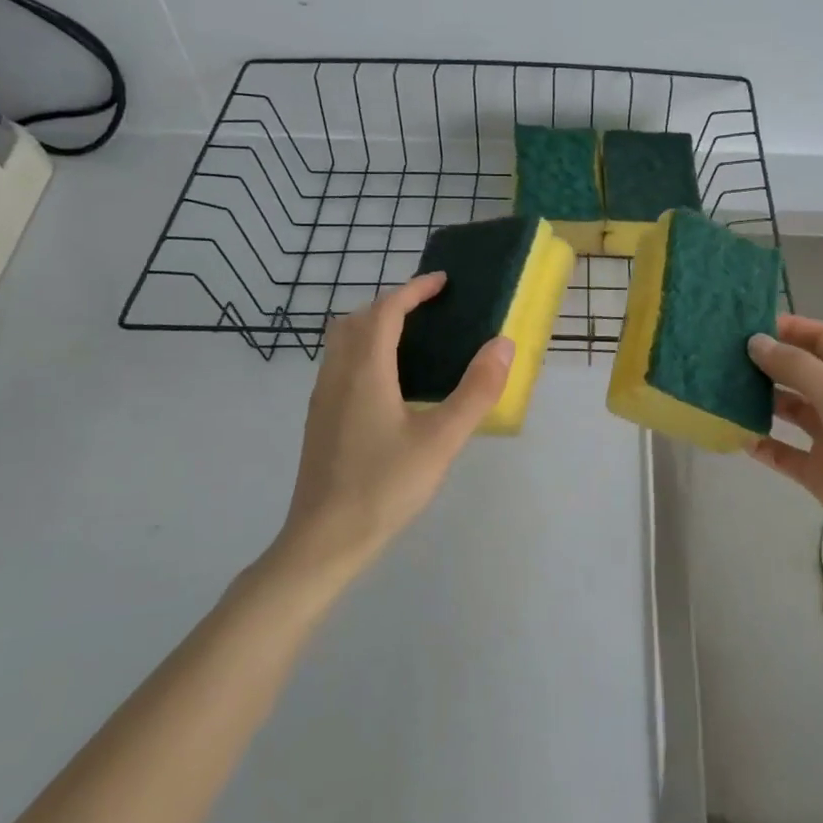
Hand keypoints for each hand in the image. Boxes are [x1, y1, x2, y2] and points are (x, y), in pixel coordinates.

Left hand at [277, 273, 512, 573]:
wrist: (324, 540)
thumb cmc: (385, 486)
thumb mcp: (442, 440)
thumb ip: (476, 391)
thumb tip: (502, 344)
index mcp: (365, 370)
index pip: (386, 311)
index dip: (414, 290)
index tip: (442, 281)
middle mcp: (337, 374)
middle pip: (357, 319)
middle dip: (392, 303)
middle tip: (428, 309)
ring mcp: (323, 397)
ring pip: (343, 341)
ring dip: (373, 325)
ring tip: (411, 338)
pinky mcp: (319, 419)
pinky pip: (340, 364)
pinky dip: (363, 350)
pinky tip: (388, 383)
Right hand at [746, 315, 822, 565]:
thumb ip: (796, 366)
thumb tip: (755, 343)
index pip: (820, 338)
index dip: (788, 328)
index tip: (746, 324)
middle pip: (800, 371)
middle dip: (767, 362)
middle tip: (723, 356)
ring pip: (787, 410)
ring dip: (759, 400)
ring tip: (722, 391)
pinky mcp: (818, 472)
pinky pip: (782, 452)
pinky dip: (761, 444)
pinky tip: (735, 436)